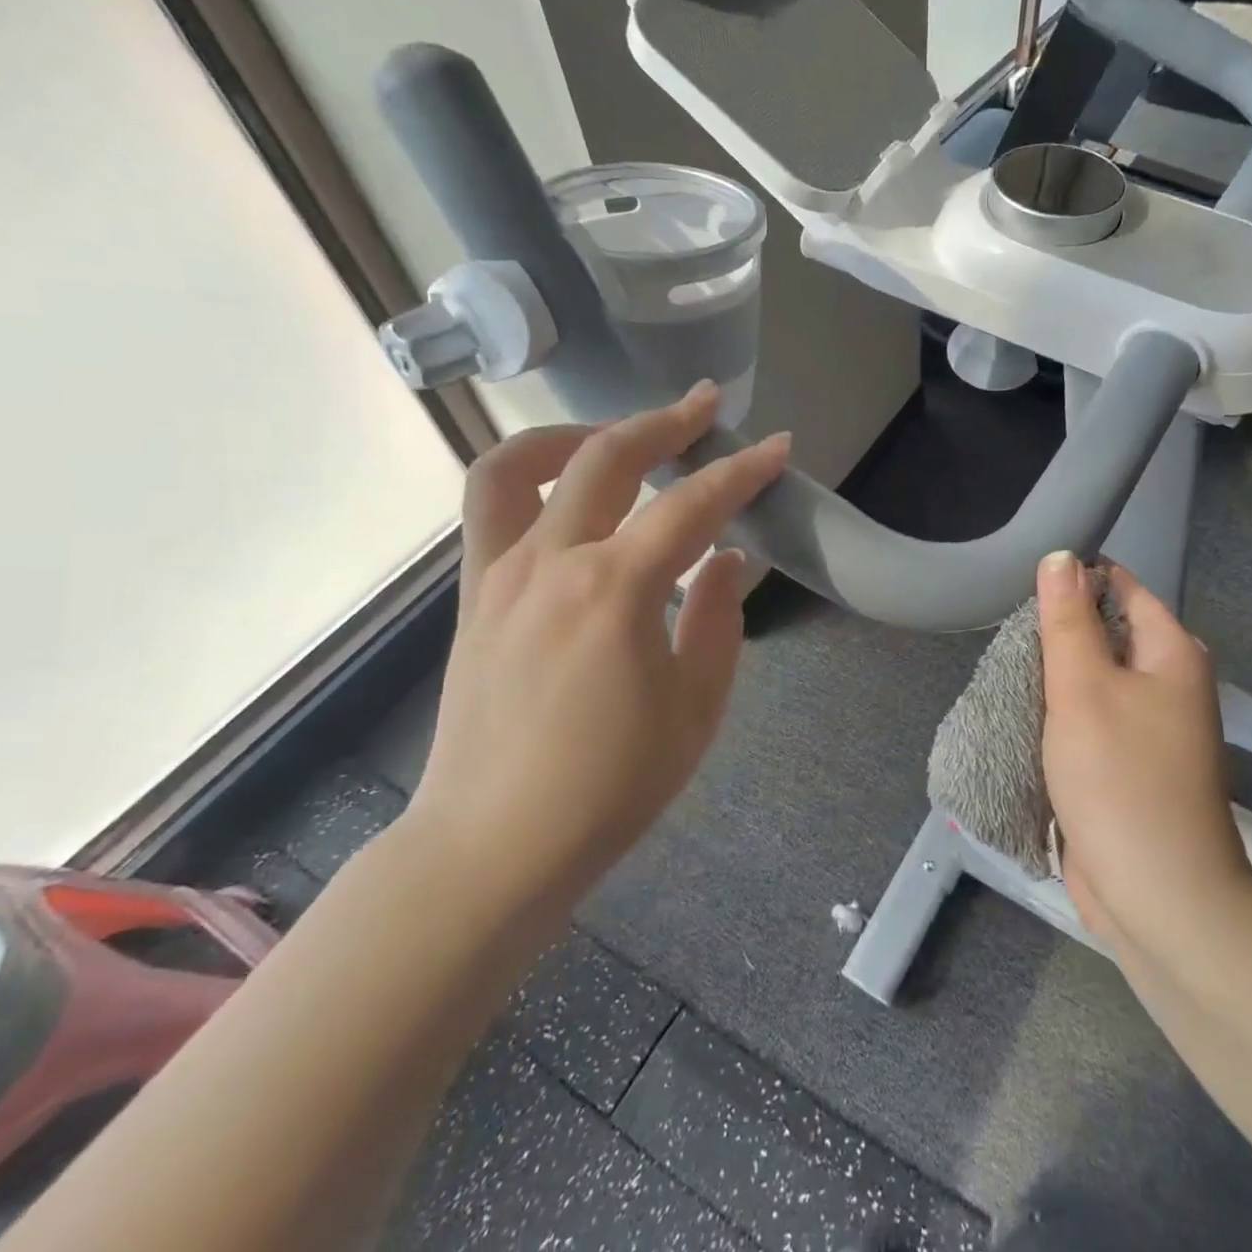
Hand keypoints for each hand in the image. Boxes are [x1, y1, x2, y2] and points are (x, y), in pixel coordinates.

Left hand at [403, 382, 788, 915]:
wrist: (494, 845)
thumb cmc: (611, 785)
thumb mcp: (696, 708)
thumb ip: (719, 619)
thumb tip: (729, 561)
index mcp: (617, 591)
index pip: (693, 506)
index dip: (742, 471)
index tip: (776, 446)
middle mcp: (552, 562)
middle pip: (607, 457)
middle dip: (665, 422)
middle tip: (706, 407)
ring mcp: (500, 574)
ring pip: (522, 465)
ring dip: (579, 434)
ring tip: (621, 437)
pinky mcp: (475, 595)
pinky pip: (491, 509)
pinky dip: (531, 477)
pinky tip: (569, 494)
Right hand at [1036, 554, 1251, 950]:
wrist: (1157, 895)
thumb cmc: (1120, 778)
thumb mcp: (1083, 688)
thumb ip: (1068, 620)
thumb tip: (1061, 556)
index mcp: (1172, 654)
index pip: (1122, 588)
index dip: (1077, 579)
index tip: (1024, 585)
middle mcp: (1169, 683)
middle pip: (1108, 633)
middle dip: (1060, 631)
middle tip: (1007, 632)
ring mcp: (1152, 727)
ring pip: (1096, 679)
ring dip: (1057, 676)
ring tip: (1007, 668)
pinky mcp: (1130, 764)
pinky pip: (1093, 719)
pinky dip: (1062, 713)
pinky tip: (1025, 713)